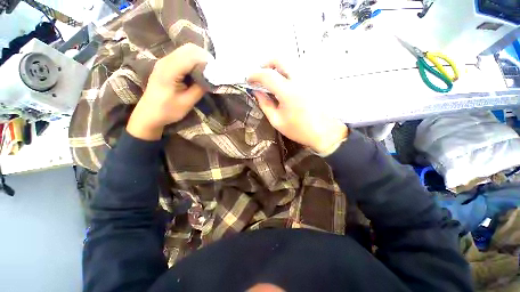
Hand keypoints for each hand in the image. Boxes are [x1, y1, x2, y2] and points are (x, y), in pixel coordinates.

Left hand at [127, 43, 211, 139]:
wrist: (149, 114)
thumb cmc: (167, 111)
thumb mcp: (187, 102)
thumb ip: (199, 89)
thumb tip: (211, 78)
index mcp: (169, 70)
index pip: (191, 56)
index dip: (206, 61)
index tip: (217, 72)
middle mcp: (165, 61)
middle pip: (189, 48)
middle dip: (204, 57)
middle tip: (214, 71)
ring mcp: (164, 61)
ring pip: (186, 50)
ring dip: (199, 58)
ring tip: (208, 72)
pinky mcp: (166, 65)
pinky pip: (182, 56)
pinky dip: (194, 60)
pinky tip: (198, 71)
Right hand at [248, 61, 347, 154]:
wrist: (323, 132)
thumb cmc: (298, 130)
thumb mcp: (277, 121)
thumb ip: (265, 104)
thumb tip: (256, 92)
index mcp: (288, 92)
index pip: (268, 75)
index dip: (255, 75)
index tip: (248, 80)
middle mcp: (299, 79)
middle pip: (279, 59)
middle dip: (266, 64)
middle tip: (260, 76)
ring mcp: (308, 78)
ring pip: (288, 63)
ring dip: (276, 68)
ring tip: (270, 81)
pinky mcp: (313, 80)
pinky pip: (296, 69)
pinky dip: (285, 72)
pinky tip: (283, 84)